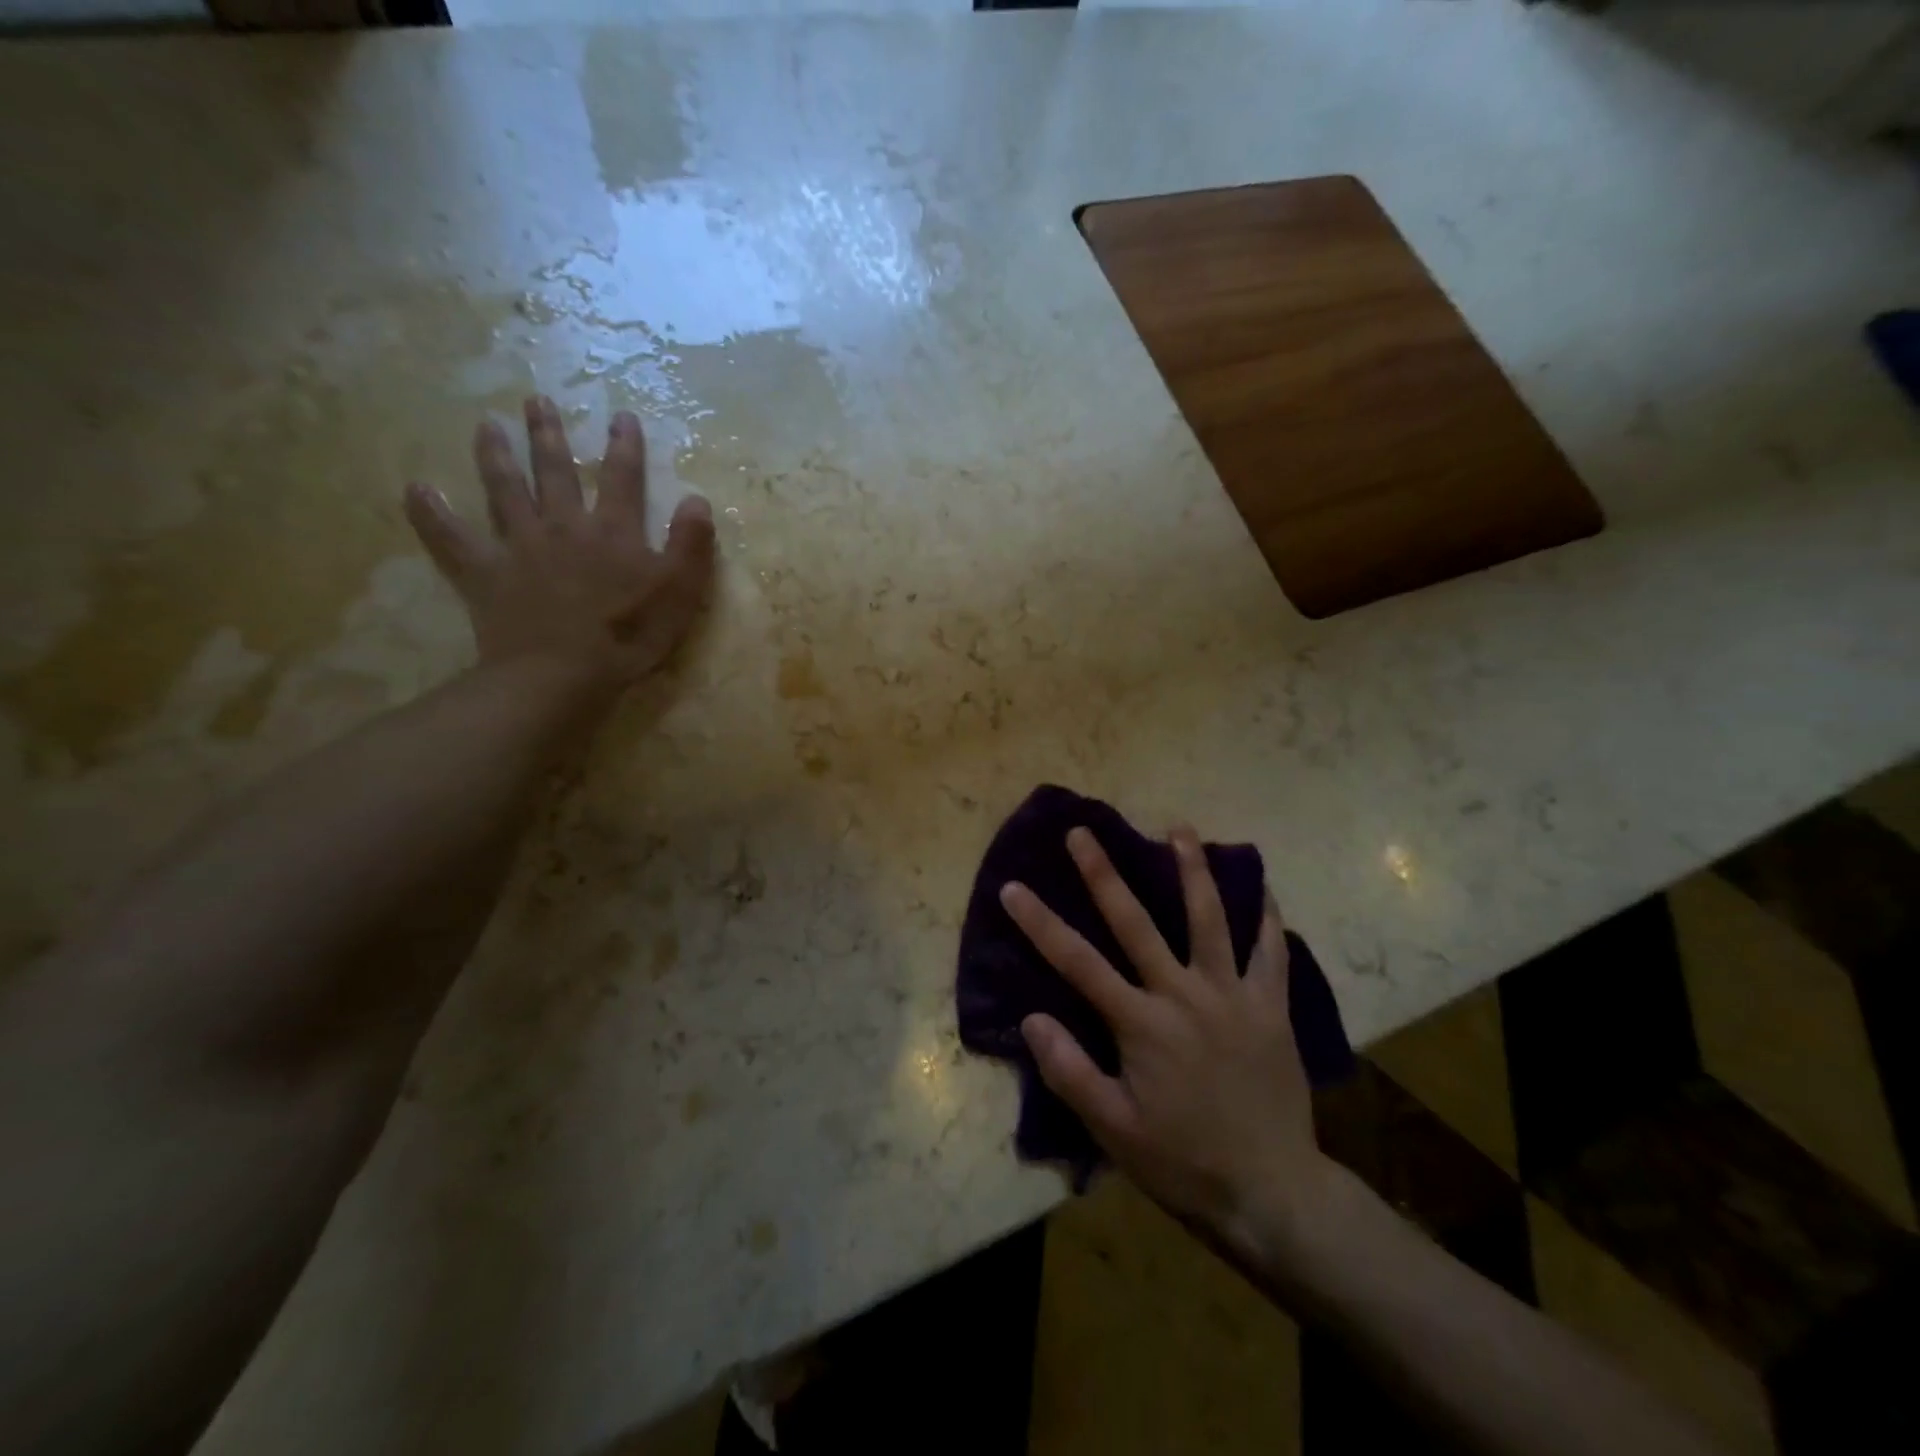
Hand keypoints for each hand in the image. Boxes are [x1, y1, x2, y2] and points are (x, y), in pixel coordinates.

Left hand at [403, 396, 715, 697]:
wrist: (562, 673)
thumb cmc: (629, 636)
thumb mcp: (679, 593)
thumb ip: (691, 545)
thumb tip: (698, 500)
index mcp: (613, 531)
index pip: (621, 478)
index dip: (624, 446)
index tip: (622, 417)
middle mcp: (563, 525)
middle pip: (554, 471)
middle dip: (549, 435)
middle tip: (537, 401)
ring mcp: (519, 546)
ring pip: (504, 490)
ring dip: (495, 455)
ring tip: (485, 425)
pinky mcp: (485, 573)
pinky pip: (451, 539)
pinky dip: (430, 514)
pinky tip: (414, 489)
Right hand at [1000, 826, 1340, 1266]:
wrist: (1272, 1193)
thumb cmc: (1182, 1161)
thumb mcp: (1113, 1129)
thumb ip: (1070, 1071)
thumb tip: (1030, 1018)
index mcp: (1140, 1023)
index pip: (1078, 962)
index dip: (1040, 922)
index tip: (1013, 886)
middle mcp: (1183, 995)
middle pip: (1136, 922)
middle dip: (1104, 873)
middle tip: (1083, 832)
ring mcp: (1232, 995)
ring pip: (1209, 919)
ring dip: (1191, 871)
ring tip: (1179, 829)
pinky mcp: (1271, 1007)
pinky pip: (1271, 952)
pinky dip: (1267, 917)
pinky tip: (1262, 886)